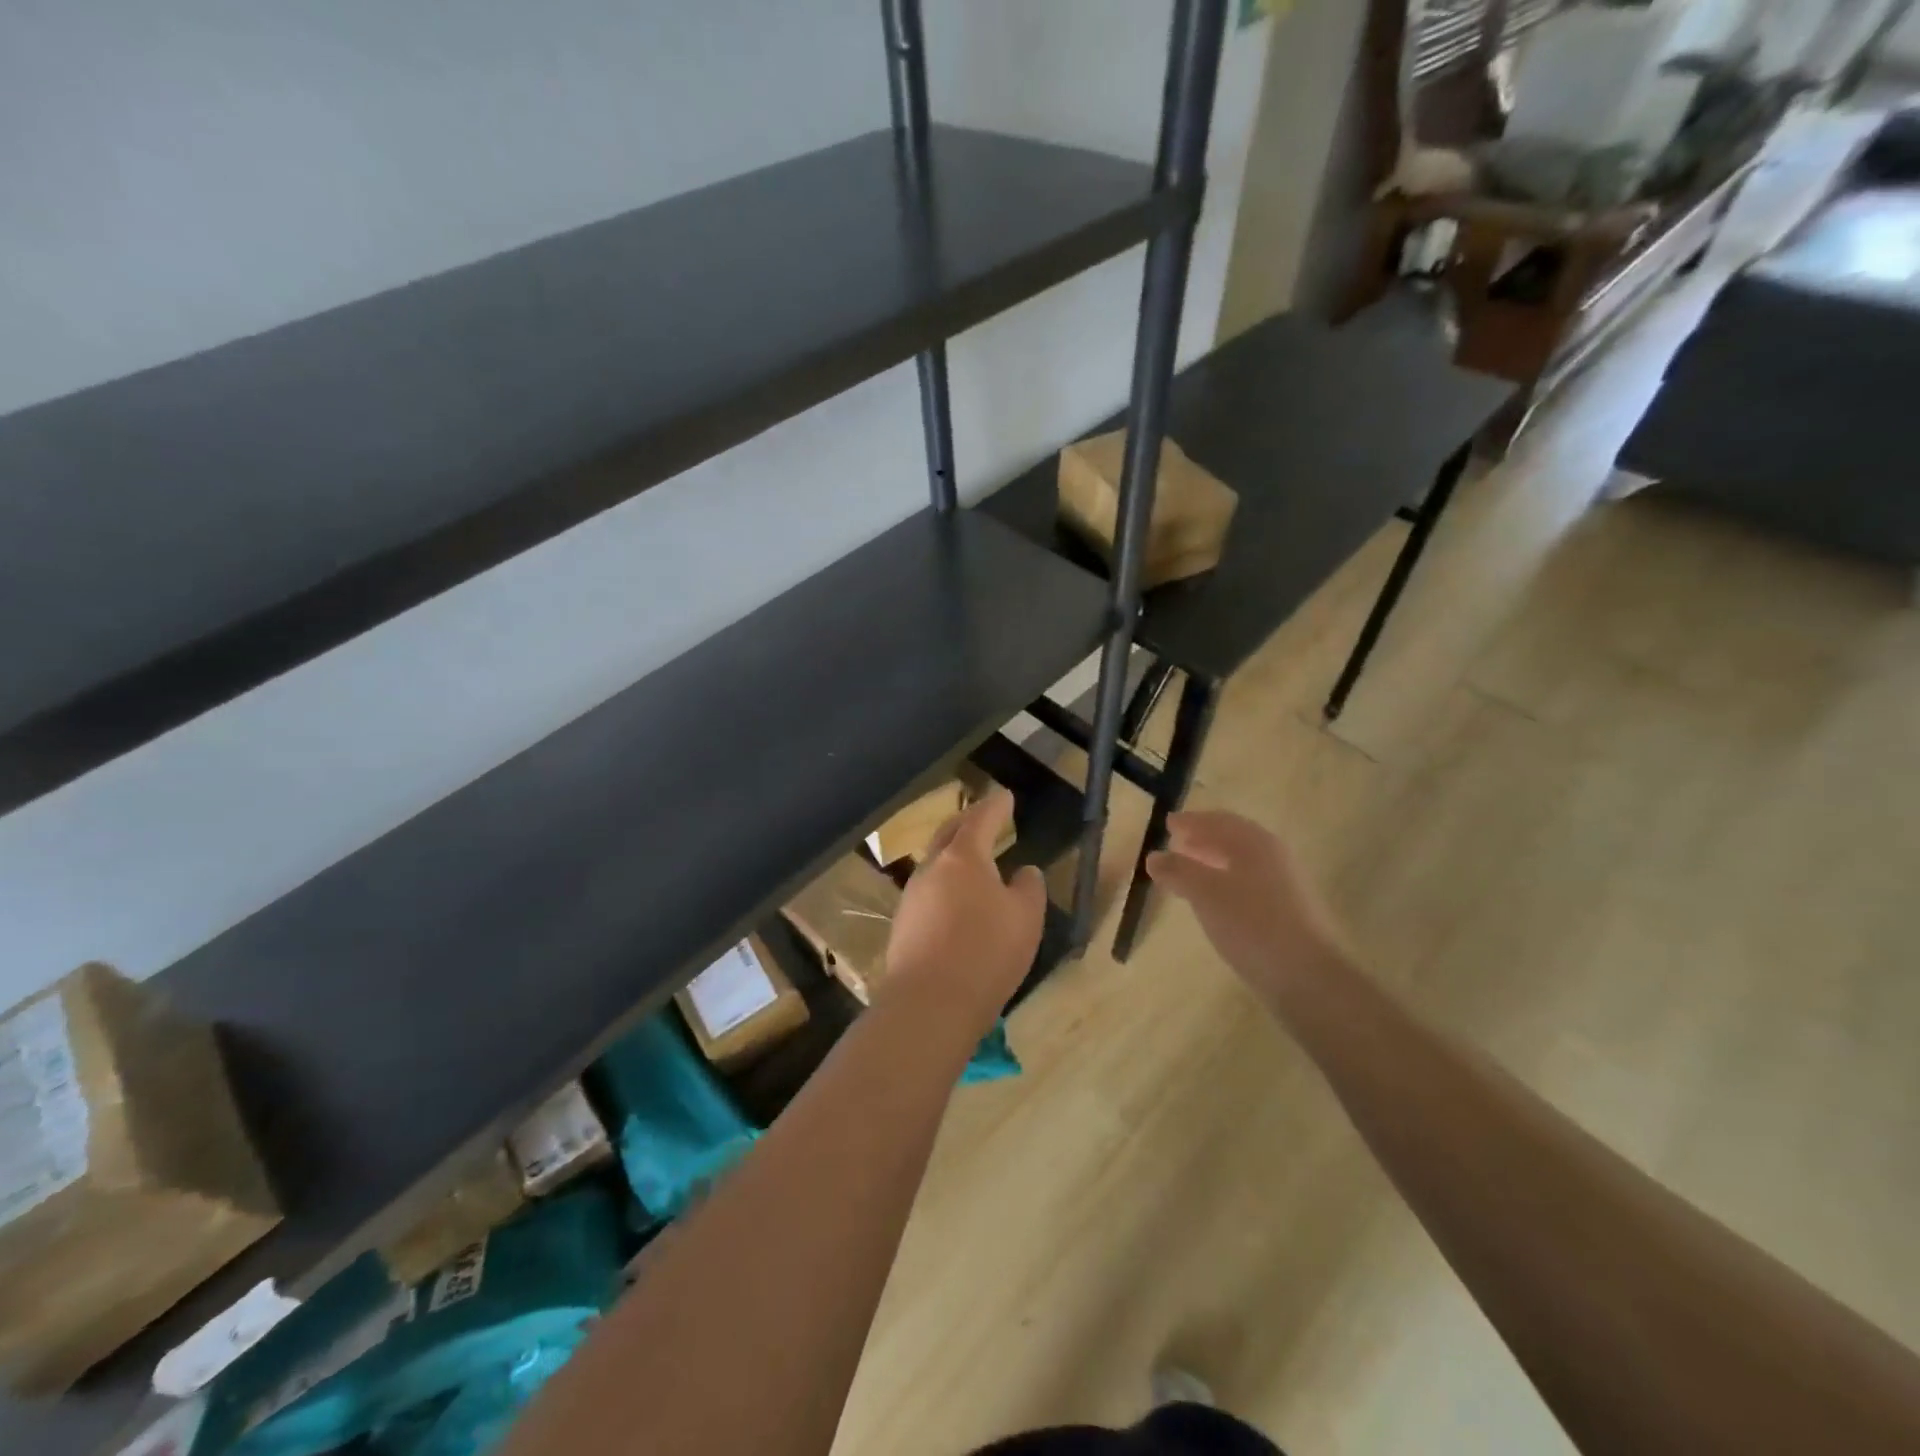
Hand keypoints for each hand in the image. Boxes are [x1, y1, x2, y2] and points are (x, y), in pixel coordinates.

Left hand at [882, 787, 1046, 1031]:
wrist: (929, 1004)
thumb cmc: (986, 953)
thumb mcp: (1026, 918)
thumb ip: (1028, 888)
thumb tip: (1024, 872)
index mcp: (963, 858)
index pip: (980, 820)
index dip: (995, 806)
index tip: (1005, 796)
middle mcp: (932, 870)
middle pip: (948, 835)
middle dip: (967, 822)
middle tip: (983, 817)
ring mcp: (912, 898)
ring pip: (935, 865)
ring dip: (953, 856)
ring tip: (972, 861)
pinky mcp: (902, 927)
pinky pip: (928, 894)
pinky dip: (945, 887)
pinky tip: (955, 903)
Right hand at [1145, 811, 1342, 989]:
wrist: (1307, 976)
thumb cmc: (1251, 923)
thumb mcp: (1205, 893)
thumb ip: (1178, 870)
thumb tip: (1154, 856)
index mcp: (1255, 843)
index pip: (1219, 821)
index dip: (1192, 821)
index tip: (1168, 823)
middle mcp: (1273, 857)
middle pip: (1233, 839)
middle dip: (1203, 839)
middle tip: (1176, 844)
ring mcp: (1284, 885)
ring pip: (1241, 863)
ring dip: (1213, 861)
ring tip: (1188, 871)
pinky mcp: (1287, 913)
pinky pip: (1248, 885)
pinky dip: (1225, 882)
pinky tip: (1213, 901)